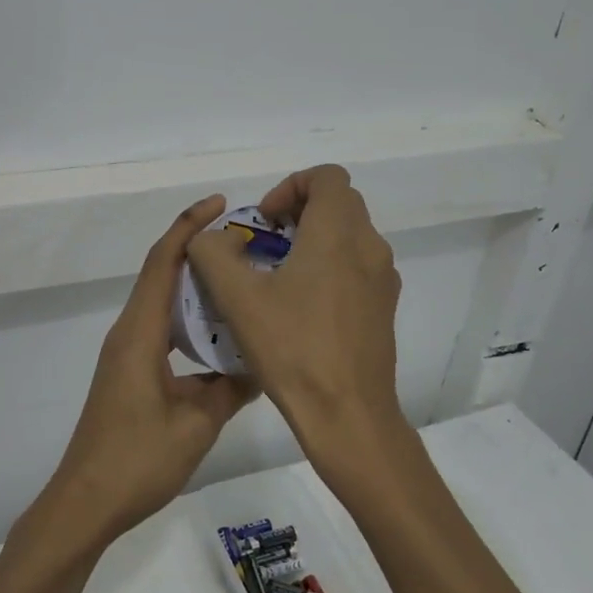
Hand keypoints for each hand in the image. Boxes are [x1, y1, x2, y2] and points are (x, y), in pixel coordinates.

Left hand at [43, 195, 255, 543]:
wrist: (86, 502)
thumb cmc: (137, 459)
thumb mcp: (196, 423)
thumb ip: (231, 388)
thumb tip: (263, 364)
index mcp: (140, 333)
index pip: (163, 262)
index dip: (189, 227)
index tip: (219, 204)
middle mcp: (129, 332)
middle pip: (161, 274)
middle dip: (197, 250)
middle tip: (244, 244)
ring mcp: (126, 352)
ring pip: (162, 302)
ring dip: (194, 285)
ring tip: (238, 282)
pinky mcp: (129, 371)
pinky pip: (161, 329)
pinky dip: (188, 318)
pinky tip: (219, 334)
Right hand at [185, 165, 405, 487]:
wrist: (348, 415)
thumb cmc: (293, 348)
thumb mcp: (237, 297)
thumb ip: (212, 254)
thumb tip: (208, 239)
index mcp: (338, 233)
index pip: (327, 176)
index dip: (290, 187)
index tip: (265, 221)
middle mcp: (370, 247)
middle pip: (339, 203)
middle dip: (299, 211)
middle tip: (266, 244)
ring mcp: (383, 279)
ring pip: (349, 235)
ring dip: (314, 240)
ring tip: (278, 278)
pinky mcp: (384, 307)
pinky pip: (357, 266)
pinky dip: (330, 267)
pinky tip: (301, 308)